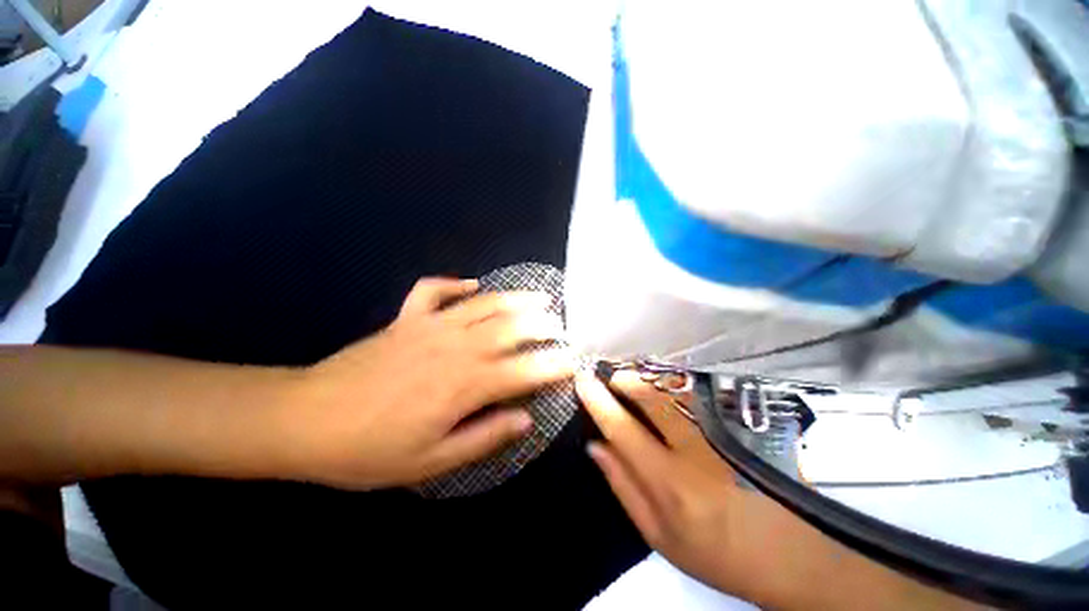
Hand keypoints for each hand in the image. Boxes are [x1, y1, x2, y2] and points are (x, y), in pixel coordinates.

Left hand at [287, 277, 573, 489]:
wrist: (306, 419)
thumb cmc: (370, 449)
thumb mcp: (431, 461)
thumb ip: (484, 437)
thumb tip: (525, 420)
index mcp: (466, 385)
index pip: (525, 370)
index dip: (554, 366)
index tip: (574, 362)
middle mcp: (457, 347)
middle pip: (512, 328)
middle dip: (544, 325)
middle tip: (563, 326)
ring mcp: (431, 326)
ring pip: (484, 304)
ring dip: (516, 299)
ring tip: (540, 297)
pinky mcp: (407, 318)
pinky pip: (434, 291)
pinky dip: (454, 283)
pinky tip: (471, 284)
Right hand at [576, 371, 975, 609]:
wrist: (786, 557)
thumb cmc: (713, 553)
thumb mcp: (658, 535)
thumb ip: (623, 486)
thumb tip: (596, 446)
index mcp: (668, 481)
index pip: (622, 429)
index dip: (598, 401)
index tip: (583, 380)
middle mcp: (691, 451)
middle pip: (651, 400)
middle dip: (624, 381)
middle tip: (608, 374)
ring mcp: (715, 437)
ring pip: (673, 395)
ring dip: (645, 380)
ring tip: (627, 376)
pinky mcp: (730, 432)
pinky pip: (690, 401)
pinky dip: (667, 389)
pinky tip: (657, 388)